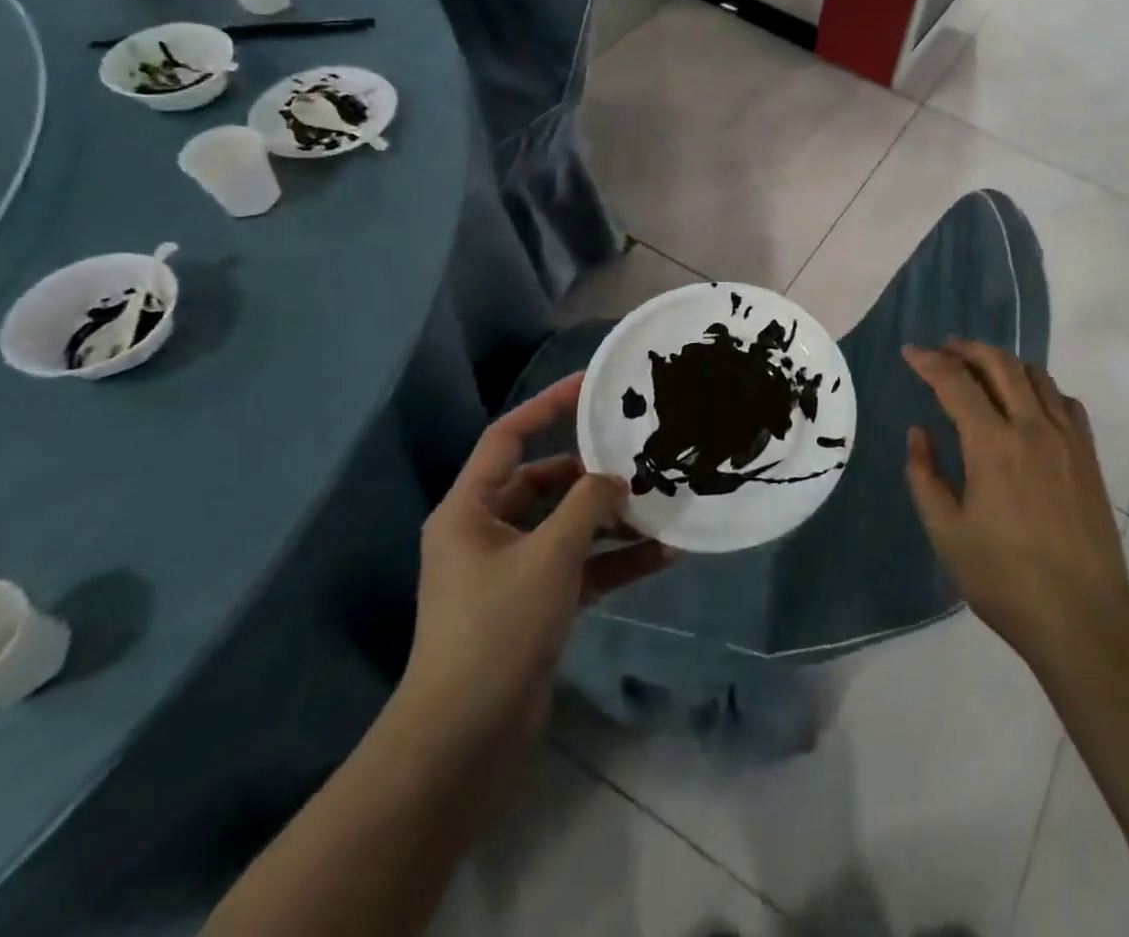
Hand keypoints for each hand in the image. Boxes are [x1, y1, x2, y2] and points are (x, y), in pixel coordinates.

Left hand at [401, 373, 669, 750]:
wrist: (465, 741)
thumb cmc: (497, 630)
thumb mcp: (550, 556)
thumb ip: (588, 505)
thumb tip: (616, 481)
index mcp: (470, 510)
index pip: (508, 437)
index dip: (548, 405)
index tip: (594, 385)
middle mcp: (487, 533)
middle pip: (545, 482)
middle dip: (592, 472)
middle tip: (641, 455)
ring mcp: (512, 572)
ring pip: (568, 527)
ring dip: (612, 519)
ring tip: (663, 503)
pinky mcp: (534, 606)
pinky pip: (580, 567)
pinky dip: (615, 561)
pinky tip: (663, 554)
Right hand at [903, 341, 1128, 677]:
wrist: (1083, 617)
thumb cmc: (1005, 580)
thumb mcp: (946, 533)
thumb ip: (925, 476)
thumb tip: (918, 433)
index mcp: (992, 445)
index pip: (956, 382)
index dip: (929, 361)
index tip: (910, 352)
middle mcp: (1032, 428)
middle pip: (1000, 363)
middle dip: (967, 348)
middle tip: (944, 349)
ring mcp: (1066, 439)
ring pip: (1036, 375)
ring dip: (1004, 362)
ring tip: (982, 369)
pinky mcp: (1088, 456)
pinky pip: (1065, 402)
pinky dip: (1041, 388)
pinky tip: (1029, 404)